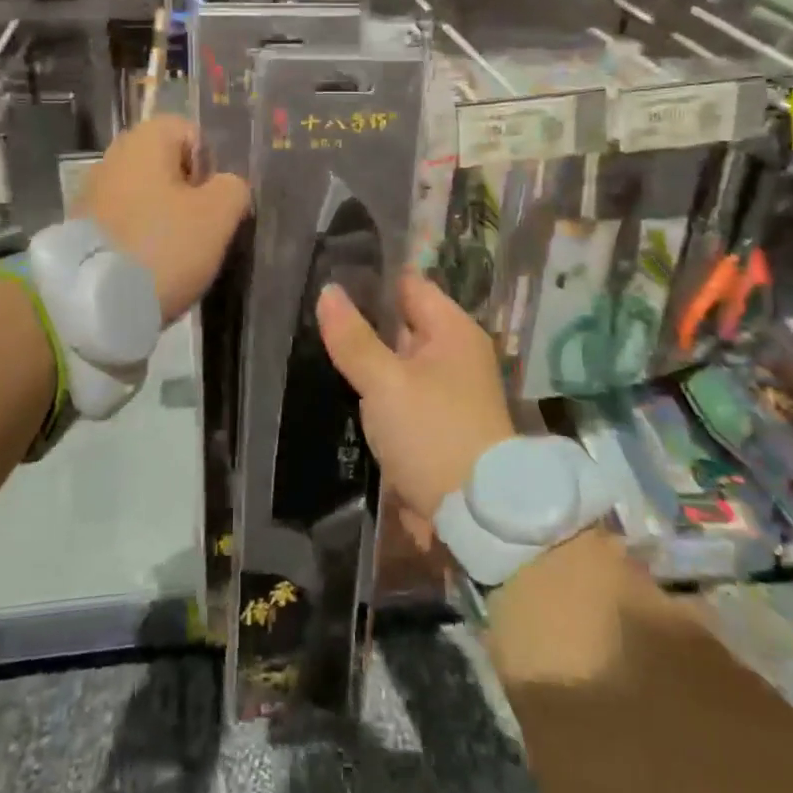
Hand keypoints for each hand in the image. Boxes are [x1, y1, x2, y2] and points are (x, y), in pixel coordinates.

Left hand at [77, 115, 250, 322]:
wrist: (94, 301)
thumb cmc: (163, 245)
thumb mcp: (218, 214)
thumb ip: (234, 188)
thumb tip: (226, 186)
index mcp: (144, 140)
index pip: (190, 134)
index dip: (210, 166)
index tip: (213, 203)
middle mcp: (113, 156)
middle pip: (168, 168)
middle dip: (189, 197)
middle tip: (201, 232)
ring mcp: (92, 193)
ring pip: (147, 198)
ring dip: (165, 221)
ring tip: (176, 257)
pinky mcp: (81, 229)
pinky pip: (126, 224)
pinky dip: (141, 240)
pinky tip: (149, 268)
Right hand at [317, 273, 514, 530]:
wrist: (477, 515)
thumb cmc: (433, 434)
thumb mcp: (385, 383)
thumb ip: (353, 338)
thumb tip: (327, 291)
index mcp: (453, 330)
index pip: (408, 285)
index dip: (371, 279)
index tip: (329, 276)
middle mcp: (454, 352)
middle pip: (401, 322)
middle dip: (363, 320)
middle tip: (314, 313)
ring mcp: (447, 389)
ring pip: (397, 359)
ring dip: (366, 357)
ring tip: (318, 346)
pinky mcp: (437, 421)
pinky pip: (400, 390)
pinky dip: (376, 388)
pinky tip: (342, 388)